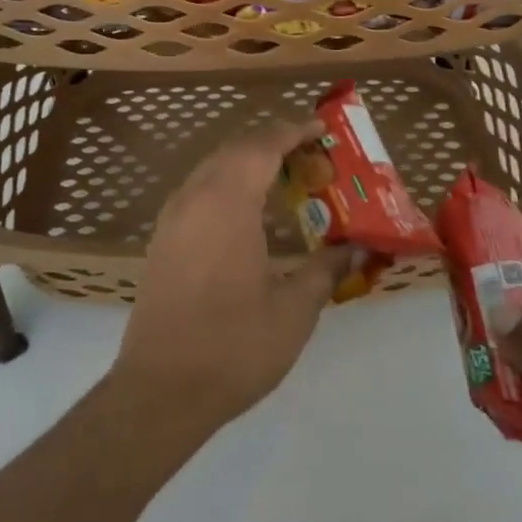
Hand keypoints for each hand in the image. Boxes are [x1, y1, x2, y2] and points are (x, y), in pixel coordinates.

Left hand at [109, 118, 356, 434]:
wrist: (160, 392)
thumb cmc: (233, 347)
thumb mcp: (294, 310)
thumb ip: (327, 269)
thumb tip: (360, 246)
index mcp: (227, 204)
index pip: (262, 146)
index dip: (293, 131)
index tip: (322, 129)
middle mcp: (195, 198)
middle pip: (235, 149)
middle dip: (273, 142)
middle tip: (311, 155)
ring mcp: (172, 219)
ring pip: (212, 167)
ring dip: (248, 161)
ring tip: (285, 177)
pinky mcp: (162, 240)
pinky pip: (198, 190)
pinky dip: (227, 183)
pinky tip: (249, 211)